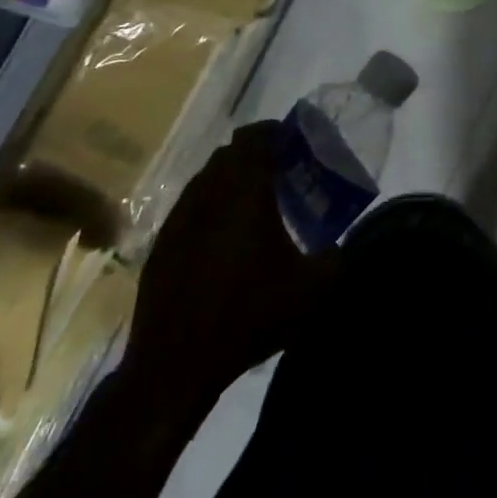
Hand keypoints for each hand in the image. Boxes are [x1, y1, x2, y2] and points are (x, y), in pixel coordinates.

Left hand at [122, 121, 337, 425]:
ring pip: (204, 182)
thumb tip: (336, 249)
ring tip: (254, 205)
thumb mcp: (312, 291)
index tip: (294, 141)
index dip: (274, 132)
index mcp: (244, 195)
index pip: (254, 139)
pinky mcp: (160, 248)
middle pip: (228, 155)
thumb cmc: (249, 316)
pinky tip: (224, 241)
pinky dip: (210, 210)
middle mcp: (207, 197)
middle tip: (281, 172)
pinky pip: (189, 211)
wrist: (176, 364)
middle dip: (254, 156)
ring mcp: (177, 222)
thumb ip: (334, 260)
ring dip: (229, 182)